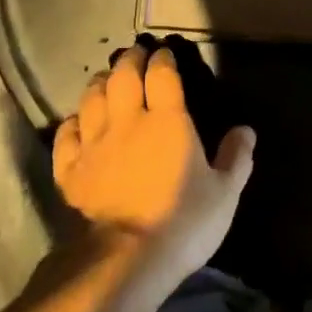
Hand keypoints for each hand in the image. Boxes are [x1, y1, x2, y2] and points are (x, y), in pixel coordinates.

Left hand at [53, 43, 255, 273]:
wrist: (127, 259)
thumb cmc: (184, 221)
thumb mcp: (225, 192)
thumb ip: (236, 157)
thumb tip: (246, 130)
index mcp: (167, 120)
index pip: (162, 75)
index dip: (162, 60)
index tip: (163, 52)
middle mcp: (127, 122)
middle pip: (123, 78)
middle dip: (129, 60)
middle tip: (134, 54)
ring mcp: (94, 145)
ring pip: (91, 99)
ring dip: (99, 83)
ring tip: (106, 78)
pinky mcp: (70, 170)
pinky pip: (66, 135)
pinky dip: (72, 122)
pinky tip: (77, 121)